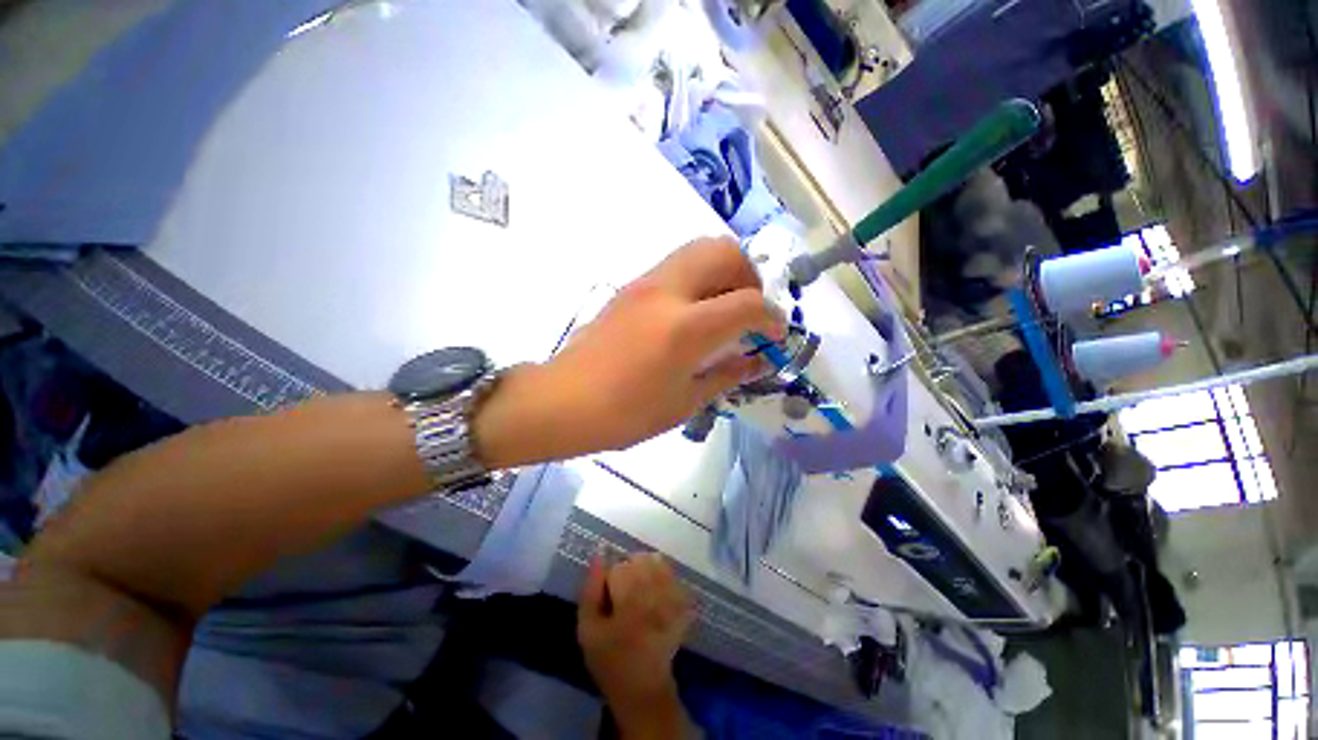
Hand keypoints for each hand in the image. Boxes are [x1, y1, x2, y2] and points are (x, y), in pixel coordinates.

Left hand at [474, 237, 783, 467]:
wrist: (562, 401)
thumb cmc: (626, 414)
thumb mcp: (685, 402)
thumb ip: (728, 374)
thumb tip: (759, 361)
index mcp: (685, 328)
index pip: (748, 303)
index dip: (771, 319)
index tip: (775, 336)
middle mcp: (667, 291)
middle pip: (725, 251)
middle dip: (749, 277)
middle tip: (748, 312)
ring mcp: (645, 283)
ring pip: (699, 249)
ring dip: (723, 273)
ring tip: (722, 311)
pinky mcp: (630, 286)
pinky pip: (677, 265)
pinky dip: (699, 279)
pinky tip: (693, 315)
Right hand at [578, 553, 695, 736]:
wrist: (643, 688)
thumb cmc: (610, 660)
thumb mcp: (588, 629)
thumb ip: (590, 590)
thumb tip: (598, 554)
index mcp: (630, 598)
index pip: (619, 566)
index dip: (611, 580)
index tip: (610, 600)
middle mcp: (655, 592)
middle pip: (641, 559)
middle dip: (630, 571)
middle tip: (625, 595)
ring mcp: (673, 597)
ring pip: (659, 563)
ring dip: (647, 571)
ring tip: (641, 593)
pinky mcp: (684, 604)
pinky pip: (673, 576)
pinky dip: (663, 579)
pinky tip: (656, 597)